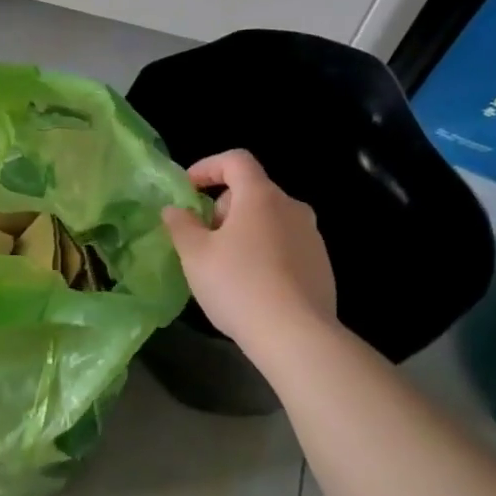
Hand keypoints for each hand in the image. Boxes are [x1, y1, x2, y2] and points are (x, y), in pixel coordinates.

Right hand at [163, 149, 336, 351]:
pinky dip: (265, 252)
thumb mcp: (195, 255)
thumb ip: (181, 225)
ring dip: (244, 231)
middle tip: (203, 239)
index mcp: (261, 196)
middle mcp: (292, 207)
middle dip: (223, 208)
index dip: (208, 167)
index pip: (236, 160)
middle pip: (252, 191)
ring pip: (269, 220)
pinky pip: (285, 245)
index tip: (188, 189)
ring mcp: (311, 236)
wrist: (297, 336)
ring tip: (226, 266)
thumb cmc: (239, 285)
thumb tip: (174, 209)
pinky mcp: (321, 265)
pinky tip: (253, 286)